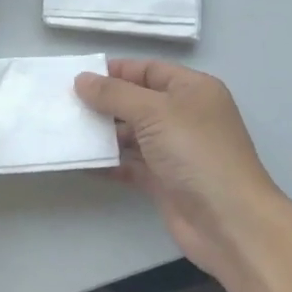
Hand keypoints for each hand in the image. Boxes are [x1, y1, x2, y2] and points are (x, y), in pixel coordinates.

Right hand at [74, 59, 290, 282]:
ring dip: (102, 135)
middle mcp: (185, 116)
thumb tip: (82, 79)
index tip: (77, 78)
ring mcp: (174, 150)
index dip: (115, 72)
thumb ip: (115, 94)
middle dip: (103, 104)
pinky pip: (130, 165)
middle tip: (63, 106)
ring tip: (66, 132)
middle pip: (137, 102)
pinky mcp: (164, 180)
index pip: (149, 70)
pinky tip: (81, 162)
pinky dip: (108, 163)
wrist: (228, 221)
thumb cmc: (196, 153)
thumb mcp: (154, 112)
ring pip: (131, 135)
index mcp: (192, 90)